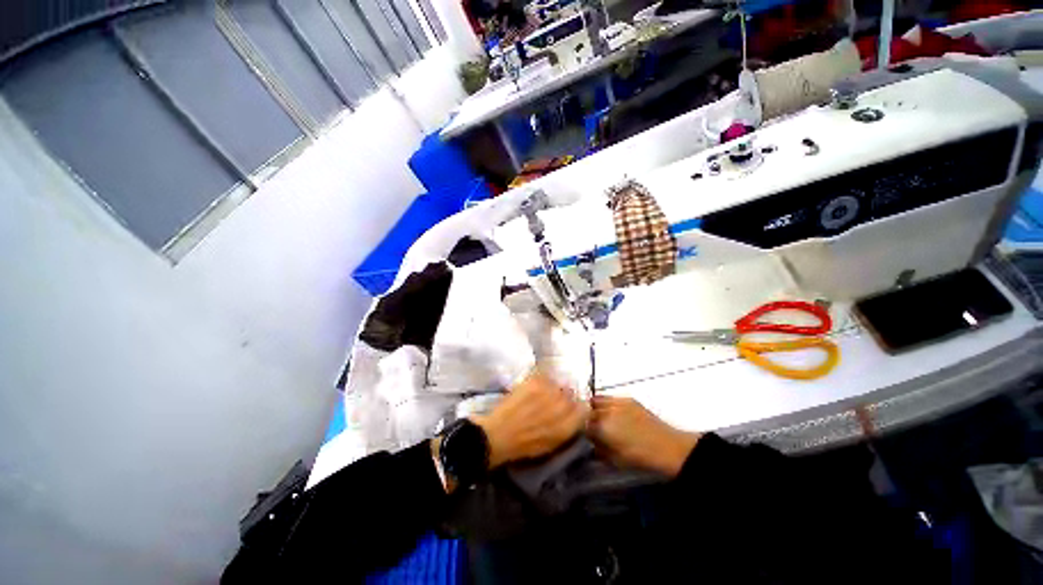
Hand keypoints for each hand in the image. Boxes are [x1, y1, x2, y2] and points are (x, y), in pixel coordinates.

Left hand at [471, 370, 584, 467]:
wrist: (499, 434)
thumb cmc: (525, 445)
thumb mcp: (552, 443)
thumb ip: (567, 427)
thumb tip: (576, 414)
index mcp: (568, 424)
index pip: (584, 409)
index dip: (577, 408)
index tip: (571, 409)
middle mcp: (563, 405)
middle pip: (571, 394)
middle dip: (565, 397)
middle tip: (552, 402)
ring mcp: (549, 391)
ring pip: (558, 383)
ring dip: (553, 388)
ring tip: (541, 394)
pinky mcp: (536, 380)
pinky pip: (545, 375)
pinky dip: (541, 379)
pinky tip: (533, 387)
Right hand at [588, 397, 700, 477]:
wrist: (668, 448)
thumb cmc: (641, 459)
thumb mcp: (615, 460)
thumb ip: (599, 449)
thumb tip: (591, 443)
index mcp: (602, 428)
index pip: (582, 425)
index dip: (581, 430)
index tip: (584, 435)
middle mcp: (606, 411)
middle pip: (587, 410)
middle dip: (587, 418)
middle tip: (591, 427)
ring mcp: (617, 402)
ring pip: (596, 400)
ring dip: (594, 408)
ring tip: (600, 417)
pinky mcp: (628, 399)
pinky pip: (610, 398)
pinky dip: (607, 404)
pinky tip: (613, 413)